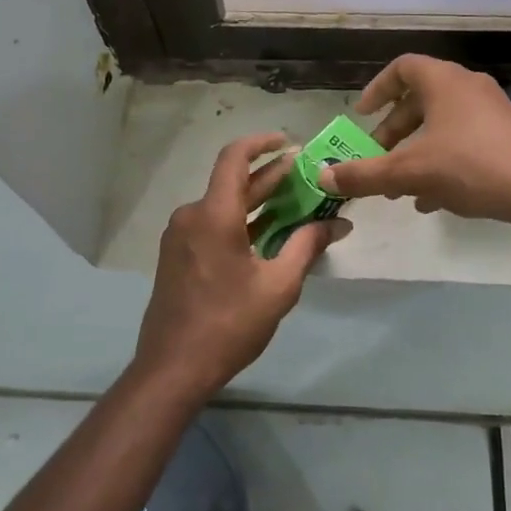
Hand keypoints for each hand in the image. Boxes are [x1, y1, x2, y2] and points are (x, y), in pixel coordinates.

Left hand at [132, 131, 348, 404]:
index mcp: (213, 215)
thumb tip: (338, 224)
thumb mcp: (278, 286)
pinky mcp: (176, 255)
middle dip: (270, 176)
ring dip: (257, 202)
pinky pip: (211, 225)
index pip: (234, 158)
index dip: (261, 143)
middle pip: (232, 182)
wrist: (172, 368)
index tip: (288, 142)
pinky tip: (267, 234)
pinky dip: (239, 221)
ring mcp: (180, 236)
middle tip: (306, 174)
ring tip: (294, 203)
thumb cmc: (228, 325)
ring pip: (223, 205)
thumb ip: (307, 246)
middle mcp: (191, 215)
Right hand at [319, 55, 510, 225]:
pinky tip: (433, 199)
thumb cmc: (470, 166)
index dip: (377, 89)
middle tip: (377, 157)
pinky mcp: (510, 137)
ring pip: (443, 125)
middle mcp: (469, 87)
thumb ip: (364, 175)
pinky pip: (466, 142)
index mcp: (443, 82)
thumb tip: (323, 177)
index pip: (402, 68)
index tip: (362, 116)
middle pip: (421, 100)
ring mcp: (494, 112)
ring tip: (400, 186)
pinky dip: (443, 162)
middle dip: (394, 131)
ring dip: (417, 151)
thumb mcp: (409, 172)